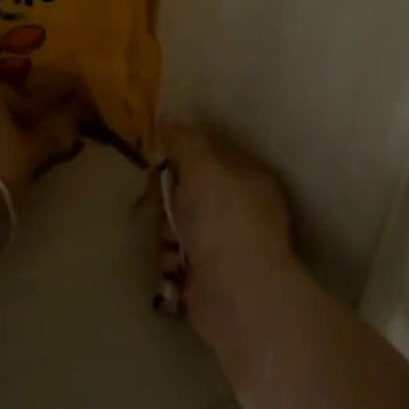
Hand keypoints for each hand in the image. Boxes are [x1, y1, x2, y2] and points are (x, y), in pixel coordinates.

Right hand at [160, 122, 301, 354]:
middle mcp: (239, 211)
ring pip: (175, 225)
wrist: (238, 295)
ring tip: (172, 245)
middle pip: (186, 191)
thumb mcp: (203, 168)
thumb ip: (185, 140)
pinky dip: (170, 261)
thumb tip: (169, 114)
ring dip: (165, 234)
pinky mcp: (207, 276)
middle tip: (161, 206)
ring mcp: (224, 246)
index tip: (162, 162)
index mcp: (248, 179)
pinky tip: (175, 268)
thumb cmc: (224, 221)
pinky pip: (175, 256)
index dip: (181, 158)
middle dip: (166, 201)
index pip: (208, 156)